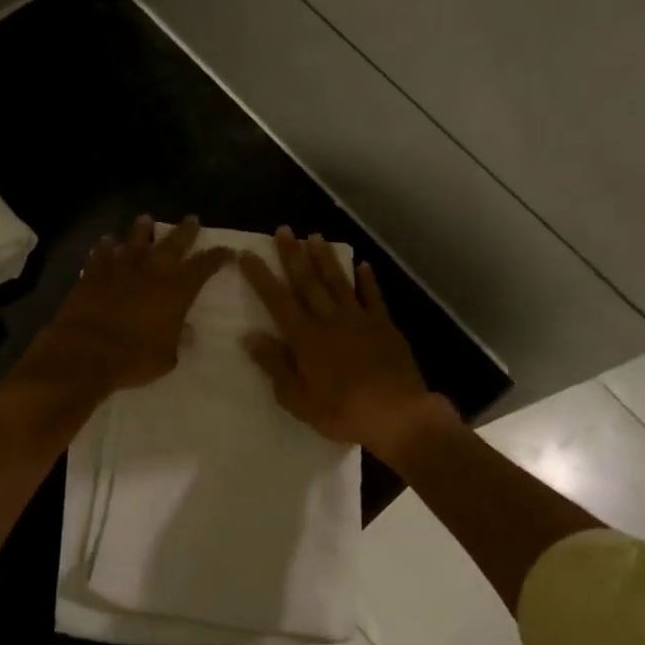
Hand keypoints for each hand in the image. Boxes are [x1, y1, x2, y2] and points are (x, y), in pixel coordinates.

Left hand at [20, 216, 232, 398]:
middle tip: (192, 219)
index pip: (202, 268)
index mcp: (175, 292)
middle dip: (184, 232)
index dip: (215, 257)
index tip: (226, 250)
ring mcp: (120, 270)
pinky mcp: (93, 274)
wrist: (86, 352)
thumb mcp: (165, 358)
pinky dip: (105, 246)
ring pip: (134, 242)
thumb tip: (186, 332)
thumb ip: (177, 342)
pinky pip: (101, 254)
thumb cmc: (132, 359)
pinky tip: (107, 240)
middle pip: (172, 245)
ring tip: (146, 219)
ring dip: (142, 230)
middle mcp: (151, 274)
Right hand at [238, 227, 450, 460]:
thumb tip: (250, 336)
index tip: (246, 254)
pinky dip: (366, 279)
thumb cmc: (342, 412)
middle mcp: (329, 320)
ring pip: (338, 282)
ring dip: (325, 258)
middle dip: (292, 255)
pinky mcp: (384, 326)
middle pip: (307, 282)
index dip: (261, 276)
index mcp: (305, 338)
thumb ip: (275, 365)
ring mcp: (359, 319)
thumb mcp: (298, 399)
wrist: (397, 414)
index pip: (277, 300)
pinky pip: (373, 296)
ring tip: (315, 237)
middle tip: (283, 230)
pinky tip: (362, 265)